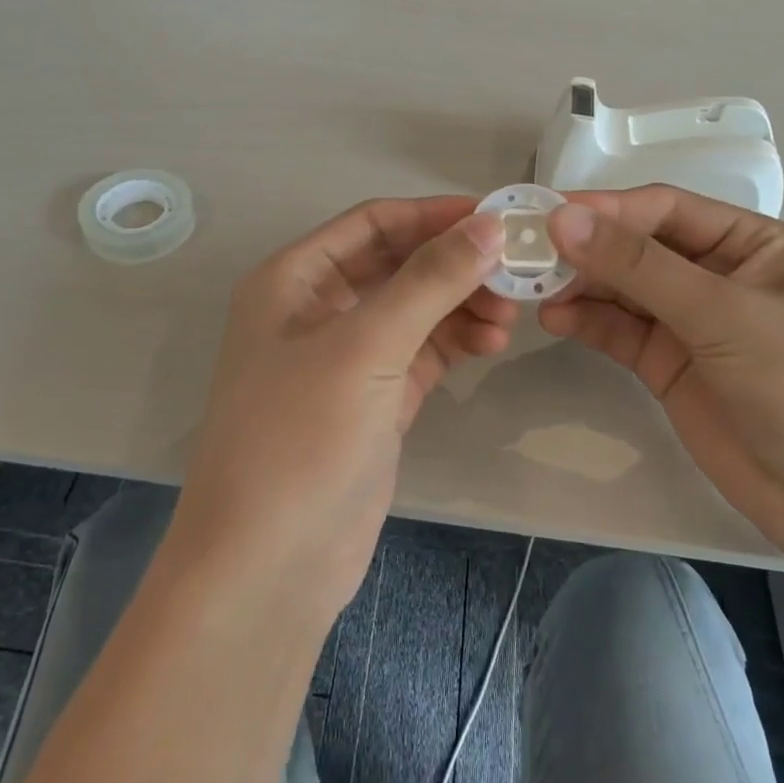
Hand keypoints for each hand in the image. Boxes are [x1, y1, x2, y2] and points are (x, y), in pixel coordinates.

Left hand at [171, 197, 513, 620]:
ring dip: (461, 305)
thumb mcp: (365, 347)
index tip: (496, 217)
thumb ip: (429, 281)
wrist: (268, 567)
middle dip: (453, 265)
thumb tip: (489, 225)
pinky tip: (492, 342)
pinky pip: (422, 352)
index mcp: (293, 280)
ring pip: (414, 310)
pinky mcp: (374, 400)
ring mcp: (347, 359)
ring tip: (509, 315)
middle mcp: (316, 310)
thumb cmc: (300, 439)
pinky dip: (456, 342)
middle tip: (515, 271)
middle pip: (397, 265)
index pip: (372, 224)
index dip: (432, 215)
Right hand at [539, 186, 783, 558]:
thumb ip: (639, 267)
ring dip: (579, 284)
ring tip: (530, 287)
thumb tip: (562, 218)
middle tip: (524, 252)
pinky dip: (586, 321)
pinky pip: (619, 331)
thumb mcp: (723, 314)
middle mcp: (717, 273)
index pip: (664, 209)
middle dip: (585, 248)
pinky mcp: (668, 365)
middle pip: (636, 247)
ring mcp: (690, 322)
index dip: (605, 208)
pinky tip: (554, 318)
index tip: (546, 213)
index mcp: (750, 243)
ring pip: (621, 288)